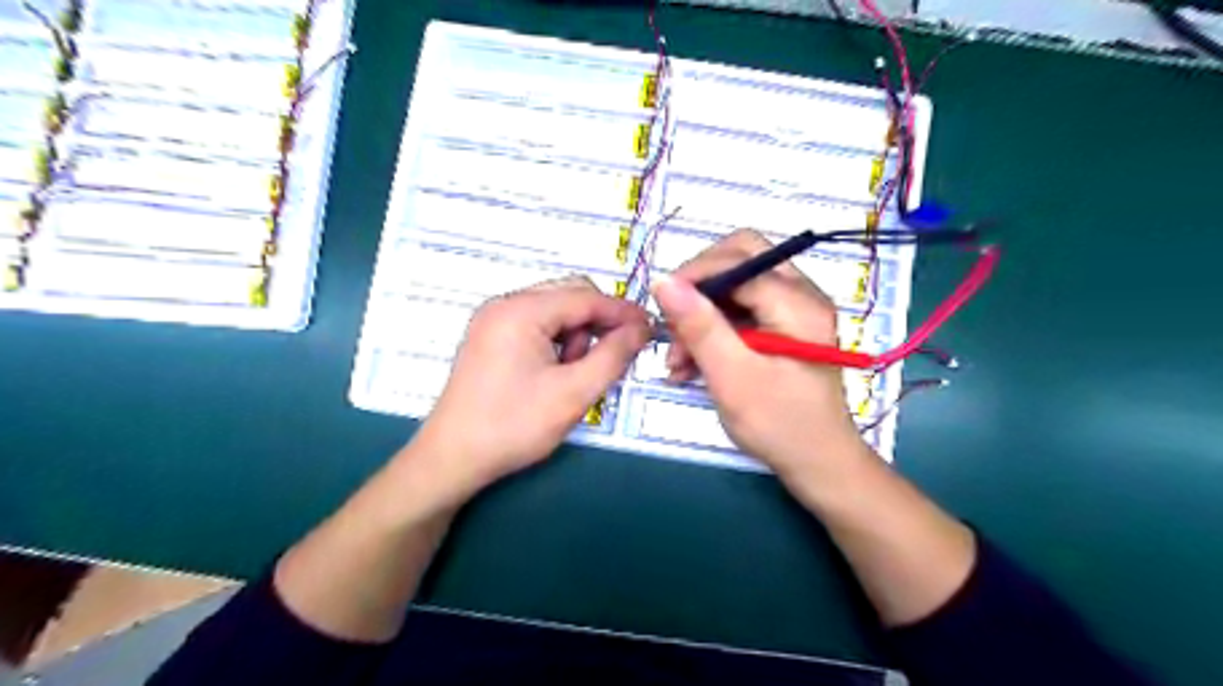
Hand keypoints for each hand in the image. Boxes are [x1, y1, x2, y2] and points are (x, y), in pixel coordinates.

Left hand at [409, 277, 653, 499]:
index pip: (585, 297)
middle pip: (569, 296)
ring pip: (554, 311)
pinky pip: (537, 325)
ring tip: (575, 375)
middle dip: (597, 324)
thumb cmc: (513, 426)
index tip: (651, 328)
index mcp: (521, 311)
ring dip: (576, 336)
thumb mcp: (573, 393)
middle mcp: (504, 304)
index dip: (622, 311)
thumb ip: (613, 356)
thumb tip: (641, 328)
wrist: (452, 459)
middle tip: (615, 356)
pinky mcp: (490, 336)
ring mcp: (493, 319)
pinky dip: (557, 343)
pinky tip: (556, 373)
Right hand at [649, 228, 868, 478]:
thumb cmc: (779, 424)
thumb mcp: (732, 377)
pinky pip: (741, 310)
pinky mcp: (783, 327)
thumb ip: (699, 326)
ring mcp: (794, 310)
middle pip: (740, 258)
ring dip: (702, 314)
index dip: (695, 275)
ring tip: (677, 360)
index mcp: (798, 302)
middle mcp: (801, 294)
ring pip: (736, 286)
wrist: (818, 464)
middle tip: (673, 323)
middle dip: (699, 288)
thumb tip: (663, 281)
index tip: (661, 306)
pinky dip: (714, 329)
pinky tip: (691, 363)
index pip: (738, 260)